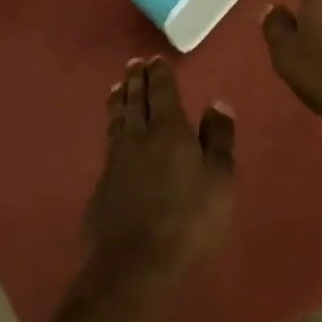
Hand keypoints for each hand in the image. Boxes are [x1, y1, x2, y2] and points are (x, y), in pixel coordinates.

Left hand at [83, 57, 235, 281]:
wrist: (136, 261)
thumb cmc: (189, 219)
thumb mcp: (219, 179)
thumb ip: (218, 139)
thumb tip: (217, 103)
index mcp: (169, 131)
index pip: (163, 93)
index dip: (160, 75)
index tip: (155, 59)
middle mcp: (138, 137)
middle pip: (136, 101)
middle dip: (136, 80)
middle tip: (133, 63)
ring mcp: (116, 160)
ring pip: (117, 120)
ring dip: (120, 100)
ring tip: (118, 87)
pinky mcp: (103, 184)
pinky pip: (109, 143)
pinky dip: (112, 127)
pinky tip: (113, 133)